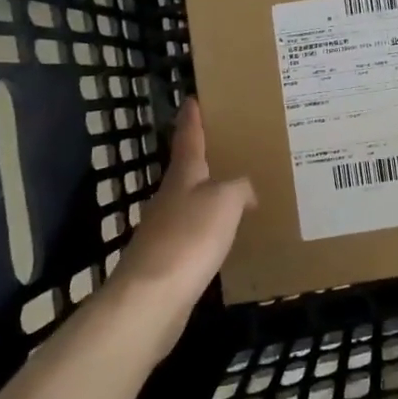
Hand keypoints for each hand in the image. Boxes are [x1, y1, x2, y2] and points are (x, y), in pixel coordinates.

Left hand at [109, 98, 253, 344]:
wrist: (151, 299)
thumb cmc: (189, 238)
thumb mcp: (225, 201)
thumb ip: (240, 188)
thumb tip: (246, 191)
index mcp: (183, 176)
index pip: (188, 138)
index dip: (192, 118)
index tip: (193, 99)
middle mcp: (171, 198)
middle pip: (188, 170)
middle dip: (206, 157)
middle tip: (231, 145)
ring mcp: (166, 230)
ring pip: (193, 202)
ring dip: (212, 195)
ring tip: (239, 191)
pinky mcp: (169, 260)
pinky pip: (196, 234)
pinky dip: (212, 228)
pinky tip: (228, 235)